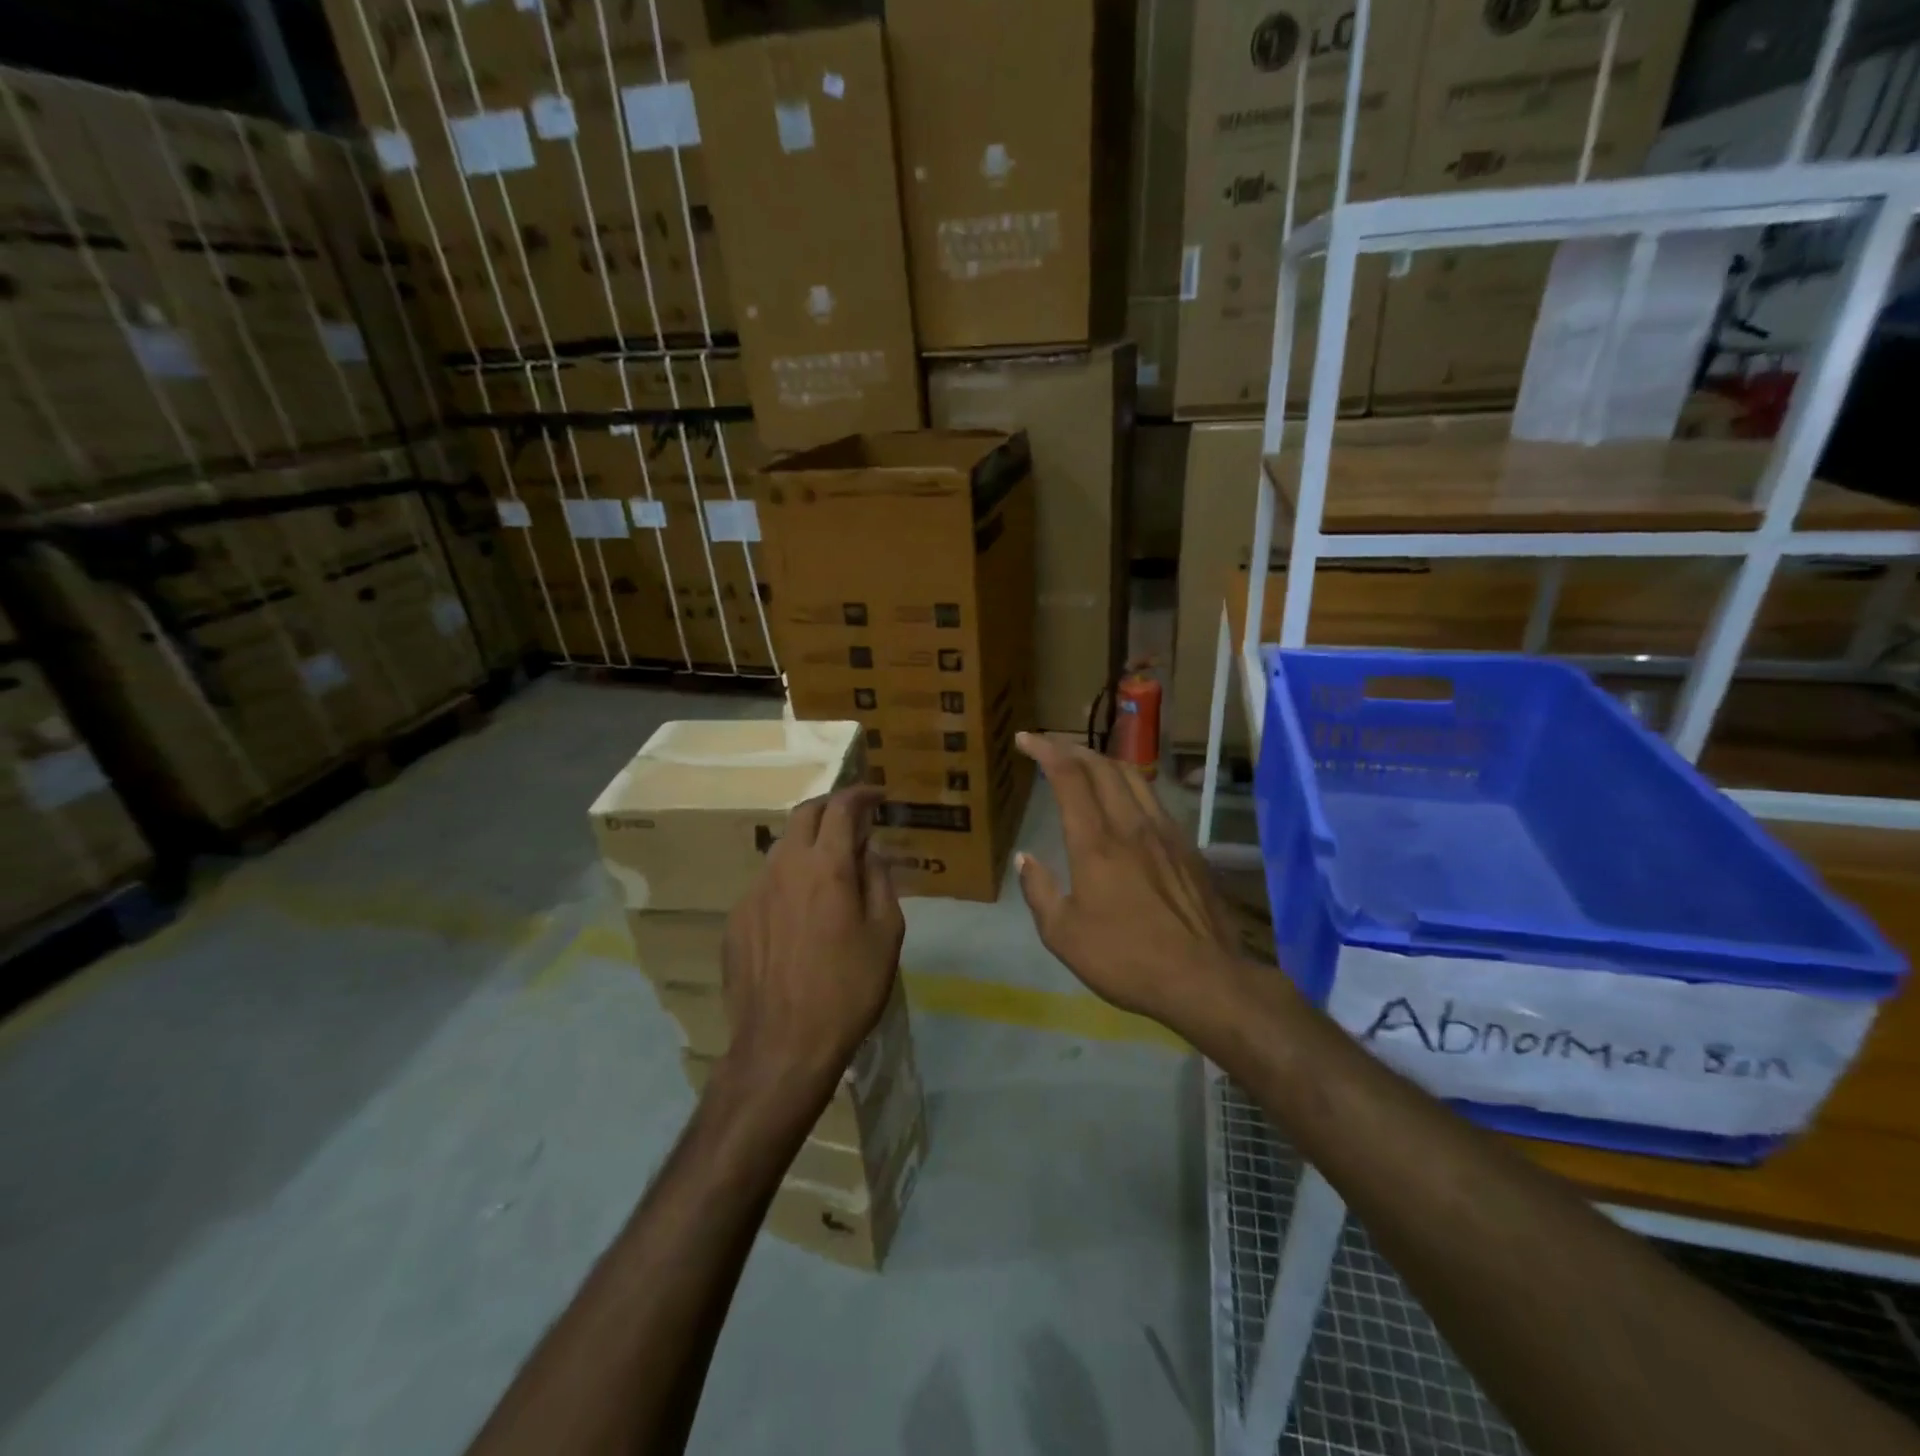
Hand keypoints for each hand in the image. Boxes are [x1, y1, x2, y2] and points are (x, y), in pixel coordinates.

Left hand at [718, 786, 903, 1095]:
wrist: (783, 1046)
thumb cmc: (848, 989)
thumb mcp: (885, 934)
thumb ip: (879, 881)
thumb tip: (870, 851)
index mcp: (826, 866)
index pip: (841, 807)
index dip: (860, 794)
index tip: (876, 795)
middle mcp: (784, 867)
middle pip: (803, 815)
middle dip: (830, 807)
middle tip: (852, 819)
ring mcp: (753, 893)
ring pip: (782, 848)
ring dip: (808, 844)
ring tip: (829, 866)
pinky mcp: (736, 920)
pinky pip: (766, 884)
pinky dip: (789, 879)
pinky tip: (801, 911)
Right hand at [1014, 733, 1241, 1035]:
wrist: (1203, 979)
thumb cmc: (1125, 959)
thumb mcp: (1063, 935)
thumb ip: (1039, 891)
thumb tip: (1025, 859)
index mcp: (1095, 843)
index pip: (1068, 776)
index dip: (1045, 750)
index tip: (1025, 739)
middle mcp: (1131, 825)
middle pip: (1102, 766)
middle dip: (1071, 748)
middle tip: (1049, 746)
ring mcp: (1165, 833)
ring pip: (1133, 776)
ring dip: (1103, 761)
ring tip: (1085, 764)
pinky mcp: (1187, 848)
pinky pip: (1154, 799)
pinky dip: (1130, 786)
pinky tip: (1125, 802)